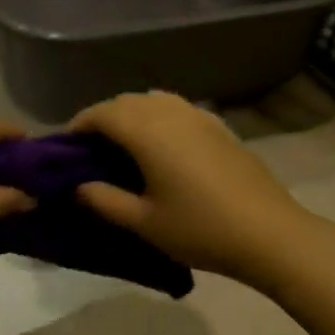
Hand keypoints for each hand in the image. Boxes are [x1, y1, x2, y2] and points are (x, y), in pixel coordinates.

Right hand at [70, 92, 315, 288]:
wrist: (269, 233)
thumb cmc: (200, 228)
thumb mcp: (144, 222)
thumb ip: (104, 201)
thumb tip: (78, 187)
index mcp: (147, 131)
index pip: (102, 113)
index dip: (79, 124)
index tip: (64, 145)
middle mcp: (170, 112)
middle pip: (126, 102)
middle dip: (103, 118)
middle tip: (90, 149)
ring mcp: (199, 116)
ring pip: (153, 100)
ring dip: (132, 114)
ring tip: (123, 145)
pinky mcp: (219, 126)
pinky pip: (177, 109)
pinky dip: (158, 117)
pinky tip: (162, 146)